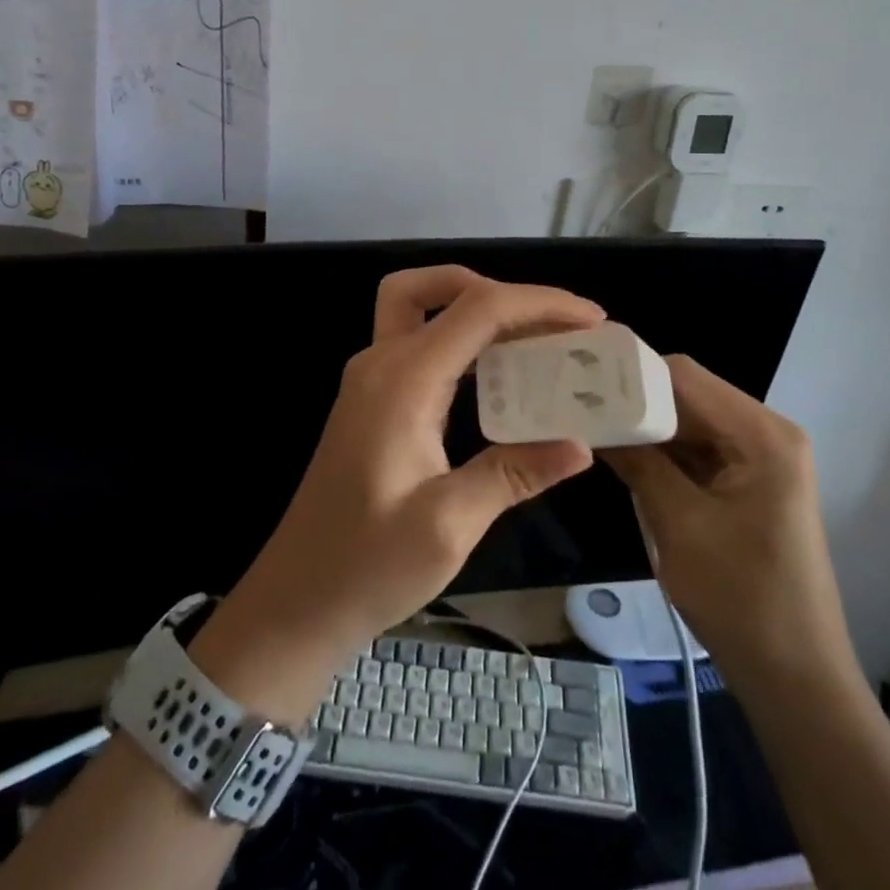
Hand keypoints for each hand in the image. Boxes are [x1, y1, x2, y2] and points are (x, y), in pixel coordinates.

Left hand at [189, 267, 600, 719]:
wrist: (296, 601)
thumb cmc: (367, 566)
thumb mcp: (448, 526)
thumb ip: (513, 474)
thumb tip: (580, 445)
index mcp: (402, 381)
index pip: (478, 310)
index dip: (539, 303)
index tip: (592, 320)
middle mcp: (382, 362)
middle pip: (439, 289)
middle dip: (501, 291)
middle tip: (554, 325)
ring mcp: (371, 378)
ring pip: (423, 307)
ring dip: (478, 309)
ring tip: (537, 341)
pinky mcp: (372, 398)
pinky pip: (421, 342)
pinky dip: (462, 339)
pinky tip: (498, 375)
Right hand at [602, 356, 857, 688]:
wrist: (797, 682)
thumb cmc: (743, 601)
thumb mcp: (679, 525)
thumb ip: (638, 461)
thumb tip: (591, 418)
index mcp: (763, 435)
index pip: (685, 376)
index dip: (632, 376)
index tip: (582, 385)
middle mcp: (767, 433)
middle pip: (688, 395)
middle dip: (636, 403)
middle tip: (579, 407)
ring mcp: (761, 458)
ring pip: (689, 422)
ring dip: (647, 429)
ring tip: (592, 428)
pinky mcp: (750, 482)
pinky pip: (699, 450)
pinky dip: (664, 453)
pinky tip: (625, 457)